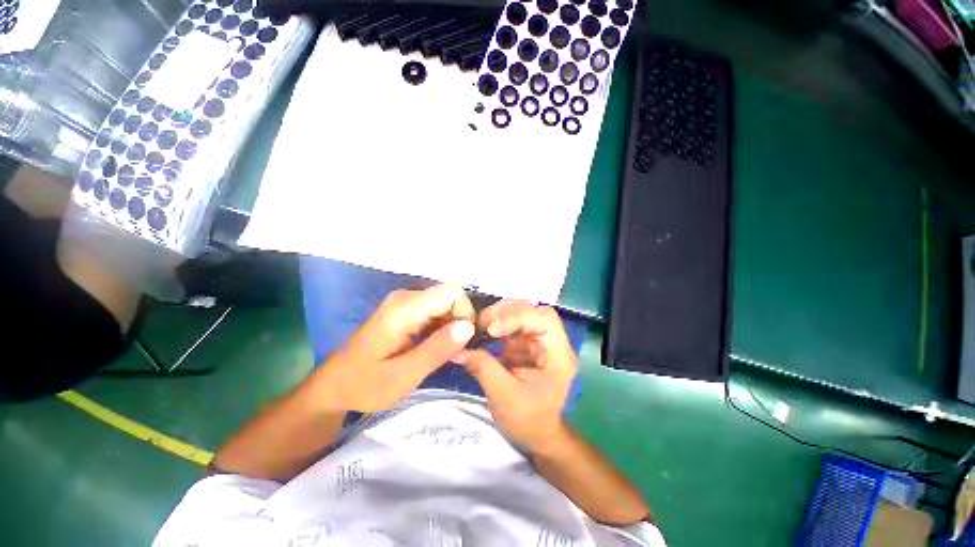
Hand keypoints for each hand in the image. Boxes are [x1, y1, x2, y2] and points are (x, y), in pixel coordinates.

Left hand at [315, 284, 475, 412]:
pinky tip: (435, 347)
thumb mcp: (403, 376)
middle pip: (451, 296)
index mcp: (404, 308)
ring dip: (452, 326)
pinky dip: (443, 327)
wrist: (334, 385)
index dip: (464, 314)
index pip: (453, 292)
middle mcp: (407, 297)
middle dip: (460, 322)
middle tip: (453, 352)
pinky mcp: (406, 310)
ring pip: (446, 303)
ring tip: (445, 353)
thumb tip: (468, 327)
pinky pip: (437, 310)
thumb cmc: (364, 385)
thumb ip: (437, 349)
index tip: (462, 341)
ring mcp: (406, 302)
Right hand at [456, 301, 576, 451]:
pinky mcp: (525, 344)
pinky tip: (482, 331)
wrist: (537, 434)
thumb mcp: (504, 396)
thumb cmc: (528, 420)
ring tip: (480, 325)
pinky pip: (511, 325)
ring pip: (521, 314)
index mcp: (558, 355)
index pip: (545, 319)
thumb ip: (483, 368)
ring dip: (499, 316)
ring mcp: (538, 341)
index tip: (492, 329)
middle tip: (482, 323)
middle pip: (532, 311)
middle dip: (506, 312)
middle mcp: (551, 342)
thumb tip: (456, 349)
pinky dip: (496, 324)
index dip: (518, 316)